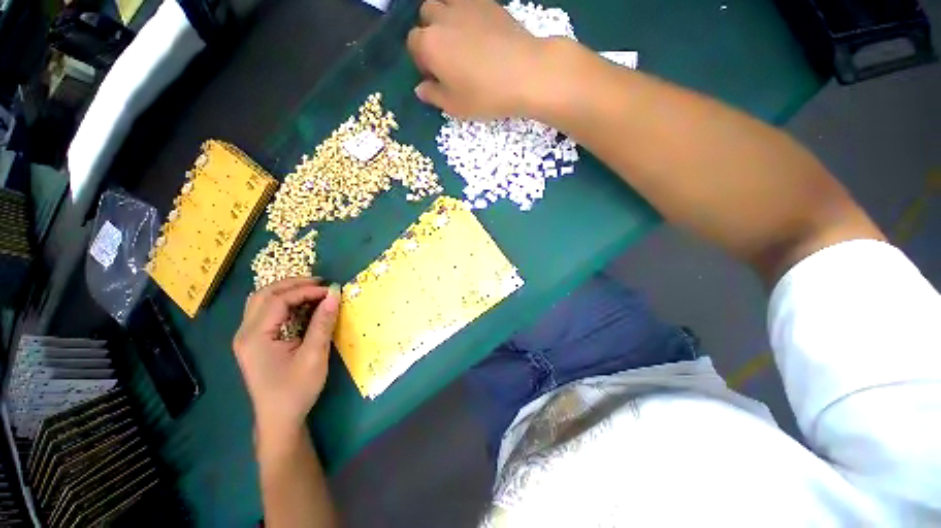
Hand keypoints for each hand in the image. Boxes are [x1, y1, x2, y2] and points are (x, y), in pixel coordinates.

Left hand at [233, 278, 339, 436]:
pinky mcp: (254, 342)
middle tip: (320, 283)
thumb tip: (335, 295)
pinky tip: (303, 306)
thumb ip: (323, 323)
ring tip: (313, 290)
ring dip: (287, 291)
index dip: (305, 290)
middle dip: (293, 284)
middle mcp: (245, 333)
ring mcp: (247, 338)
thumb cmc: (296, 390)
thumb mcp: (314, 355)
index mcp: (255, 337)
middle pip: (264, 294)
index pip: (278, 300)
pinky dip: (285, 303)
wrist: (279, 419)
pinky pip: (266, 313)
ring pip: (262, 301)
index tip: (331, 291)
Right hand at [407, 0, 565, 118]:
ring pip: (445, 1)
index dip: (421, 60)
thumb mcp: (455, 106)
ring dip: (445, 16)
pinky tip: (478, 32)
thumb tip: (420, 89)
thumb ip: (434, 95)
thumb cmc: (485, 95)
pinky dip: (466, 13)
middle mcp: (442, 17)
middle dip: (430, 32)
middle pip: (426, 15)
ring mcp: (466, 5)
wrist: (525, 72)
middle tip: (446, 55)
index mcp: (429, 44)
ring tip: (459, 38)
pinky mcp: (488, 2)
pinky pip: (468, 2)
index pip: (413, 43)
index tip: (435, 75)